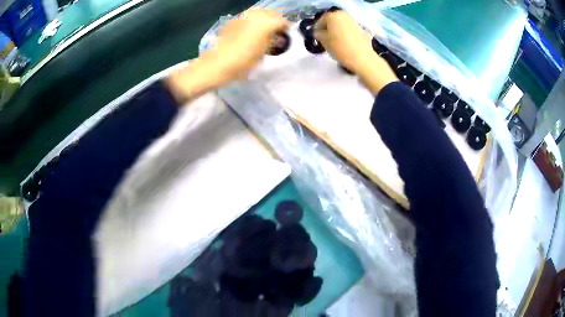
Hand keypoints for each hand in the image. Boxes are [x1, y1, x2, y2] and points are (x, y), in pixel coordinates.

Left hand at [167, 10, 287, 102]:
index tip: (285, 36)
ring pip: (258, 13)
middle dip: (274, 21)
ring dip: (263, 20)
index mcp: (266, 23)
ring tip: (262, 31)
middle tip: (275, 33)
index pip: (282, 21)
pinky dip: (251, 22)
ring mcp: (242, 16)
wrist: (217, 64)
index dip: (285, 29)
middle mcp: (255, 15)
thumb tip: (278, 37)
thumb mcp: (263, 54)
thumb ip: (273, 42)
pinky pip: (247, 17)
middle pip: (270, 13)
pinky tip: (249, 31)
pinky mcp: (232, 20)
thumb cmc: (242, 63)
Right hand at [314, 11, 397, 94]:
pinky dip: (345, 35)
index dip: (316, 29)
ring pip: (341, 26)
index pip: (320, 20)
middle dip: (327, 29)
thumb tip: (318, 33)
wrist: (362, 58)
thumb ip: (318, 34)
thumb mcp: (323, 41)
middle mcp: (344, 15)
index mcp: (333, 15)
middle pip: (332, 21)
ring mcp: (354, 22)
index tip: (315, 37)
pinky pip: (349, 31)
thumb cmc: (340, 48)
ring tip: (334, 43)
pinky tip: (344, 44)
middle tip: (324, 39)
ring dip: (336, 32)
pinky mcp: (361, 30)